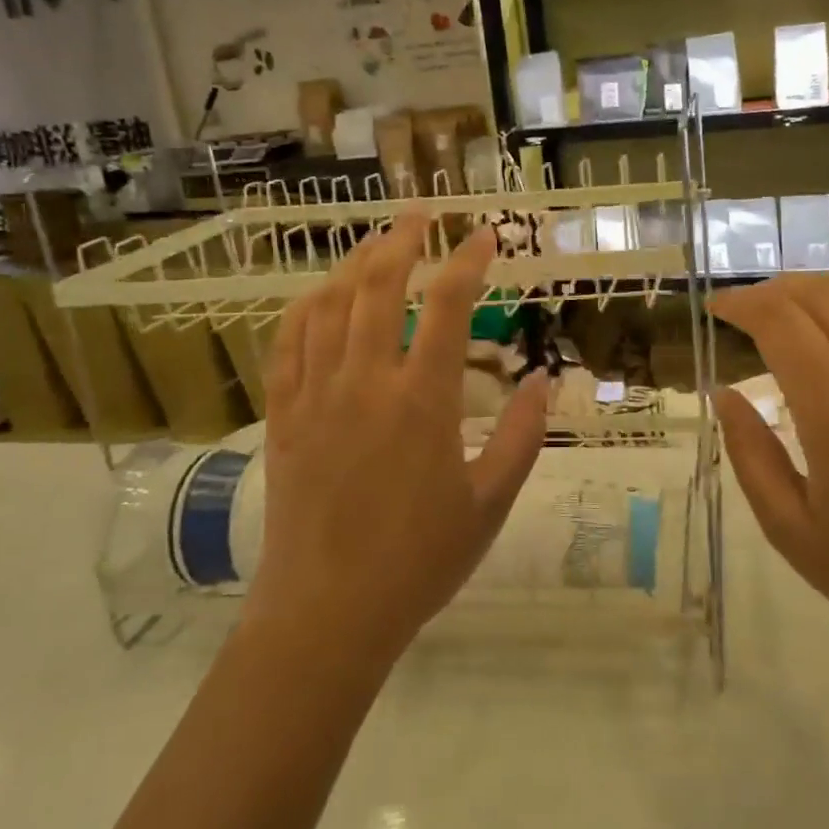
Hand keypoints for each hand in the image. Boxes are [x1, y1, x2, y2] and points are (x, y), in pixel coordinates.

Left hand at [251, 216, 547, 666]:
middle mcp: (364, 382)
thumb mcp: (490, 502)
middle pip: (378, 286)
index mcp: (422, 400)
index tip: (485, 235)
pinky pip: (287, 343)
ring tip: (375, 241)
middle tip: (421, 214)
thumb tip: (545, 379)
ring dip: (353, 263)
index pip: (447, 306)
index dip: (468, 261)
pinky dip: (304, 307)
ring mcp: (316, 395)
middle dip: (402, 240)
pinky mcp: (283, 416)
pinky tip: (318, 295)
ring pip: (329, 305)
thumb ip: (521, 436)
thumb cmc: (419, 561)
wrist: (329, 613)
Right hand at [712, 276, 828, 677]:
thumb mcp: (791, 529)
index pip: (779, 321)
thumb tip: (724, 393)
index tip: (717, 307)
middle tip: (747, 309)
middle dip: (774, 290)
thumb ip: (749, 453)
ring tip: (794, 321)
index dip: (741, 303)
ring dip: (819, 297)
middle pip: (822, 294)